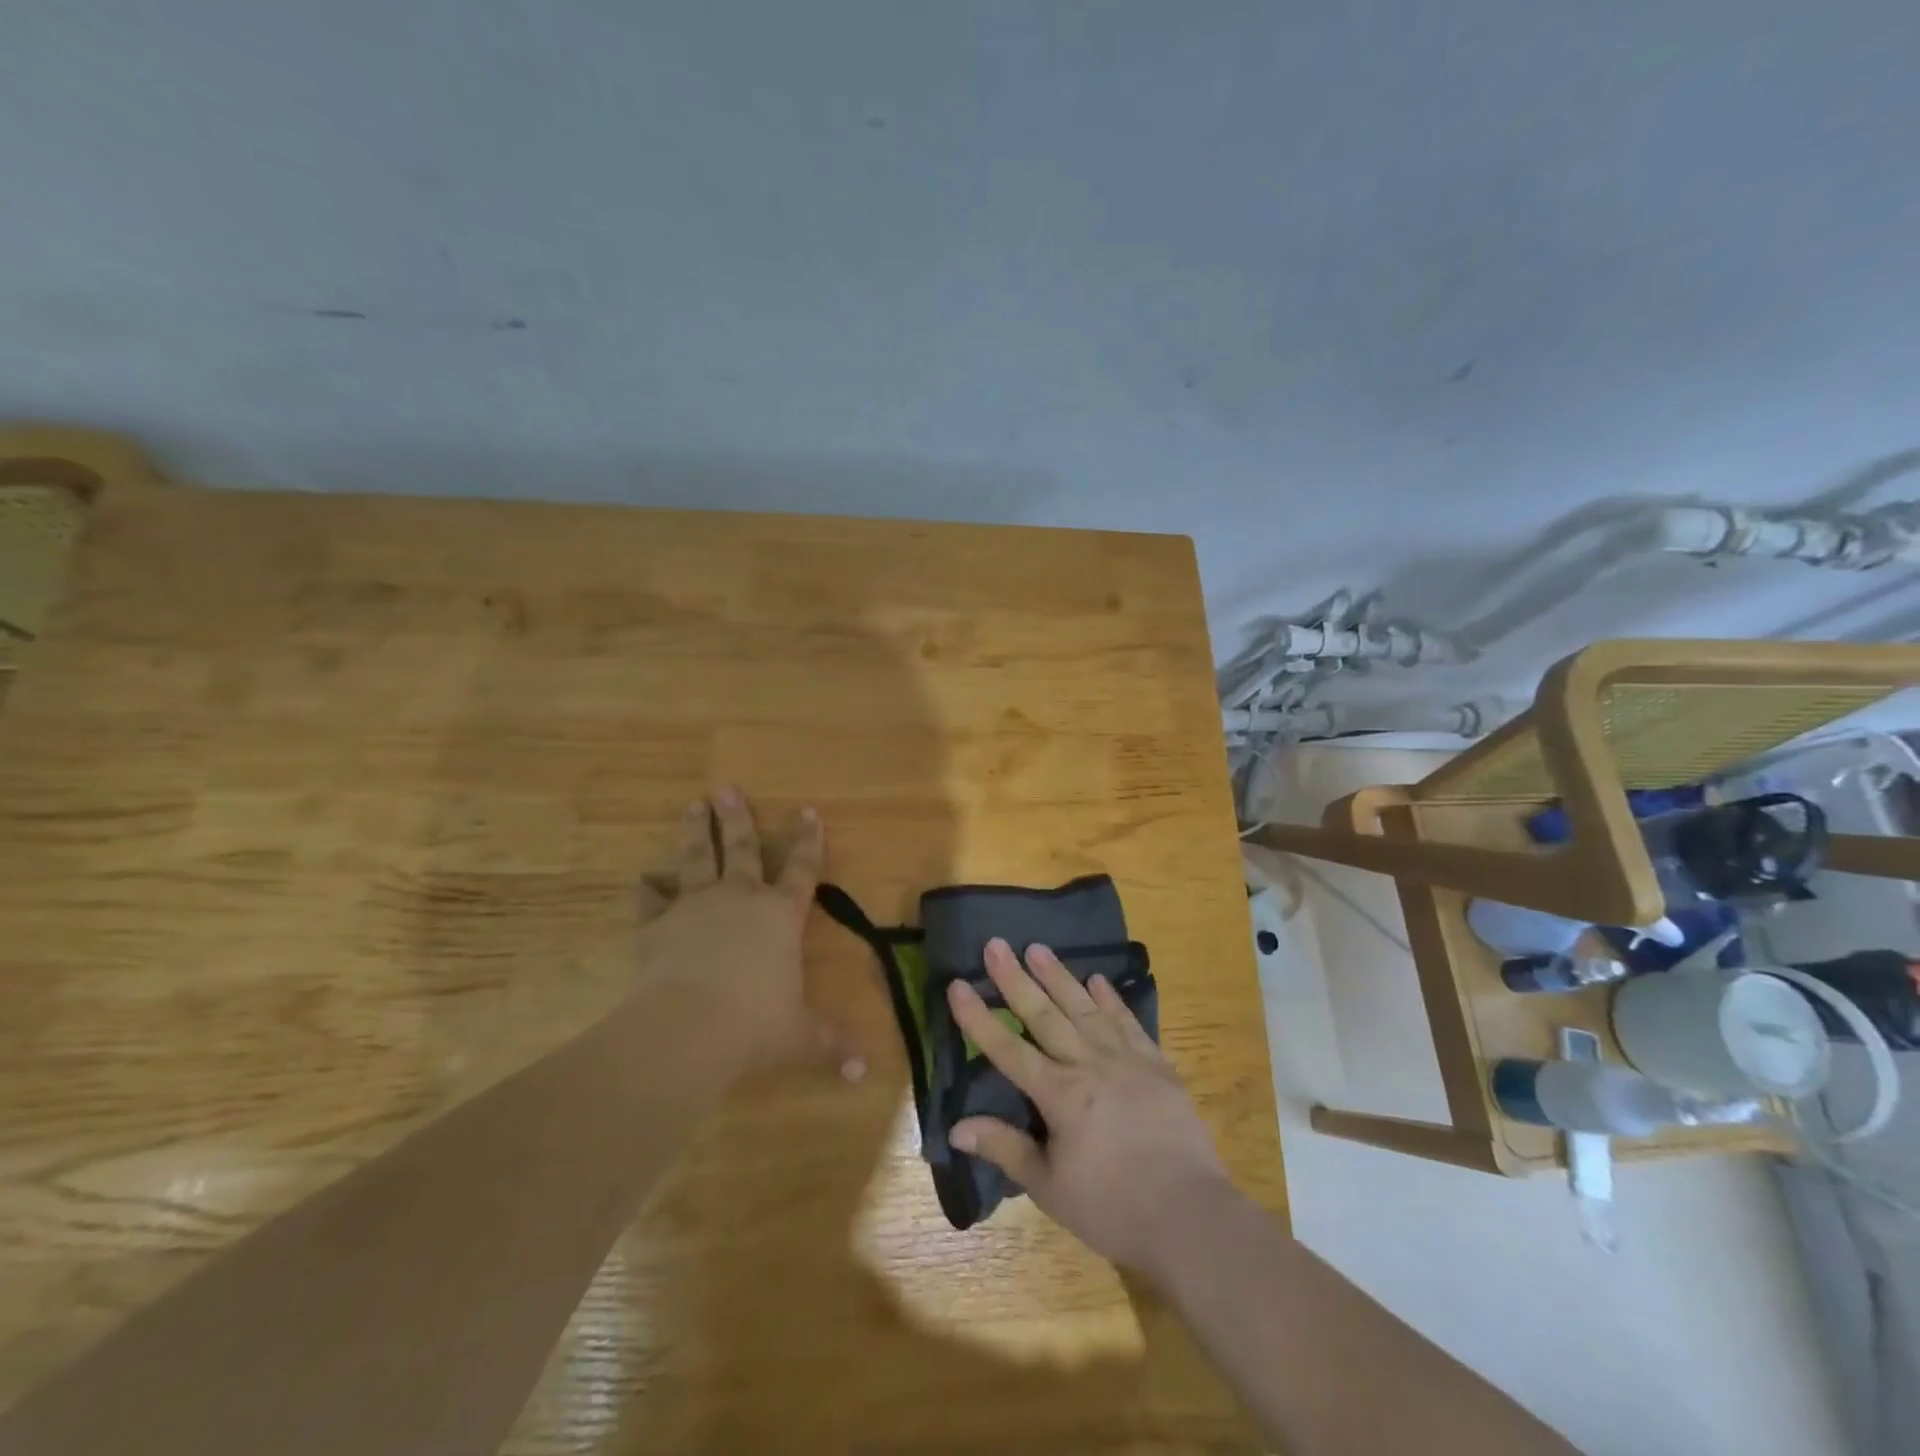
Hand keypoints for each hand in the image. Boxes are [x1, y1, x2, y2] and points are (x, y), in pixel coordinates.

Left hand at [628, 787, 861, 1081]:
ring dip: (695, 831)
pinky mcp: (657, 925)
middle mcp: (739, 899)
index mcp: (780, 915)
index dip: (808, 840)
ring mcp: (695, 907)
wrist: (688, 1028)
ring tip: (693, 805)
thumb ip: (831, 1046)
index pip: (802, 868)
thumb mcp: (800, 1037)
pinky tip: (641, 880)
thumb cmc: (757, 1024)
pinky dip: (646, 891)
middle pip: (740, 848)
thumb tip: (863, 1073)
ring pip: (695, 858)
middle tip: (727, 788)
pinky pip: (650, 901)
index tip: (808, 811)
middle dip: (736, 818)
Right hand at [946, 939, 1231, 1280]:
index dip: (978, 1018)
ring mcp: (1124, 1059)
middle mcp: (1087, 1064)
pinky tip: (1098, 980)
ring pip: (1084, 1007)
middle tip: (996, 944)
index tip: (957, 984)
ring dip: (1059, 976)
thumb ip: (1005, 1149)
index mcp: (1058, 1094)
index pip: (1007, 1048)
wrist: (1189, 1214)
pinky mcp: (1155, 1064)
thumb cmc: (1111, 1207)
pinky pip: (1127, 1021)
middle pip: (1043, 1014)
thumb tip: (958, 1127)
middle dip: (1015, 979)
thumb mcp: (1049, 1187)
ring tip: (1038, 948)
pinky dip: (1111, 999)